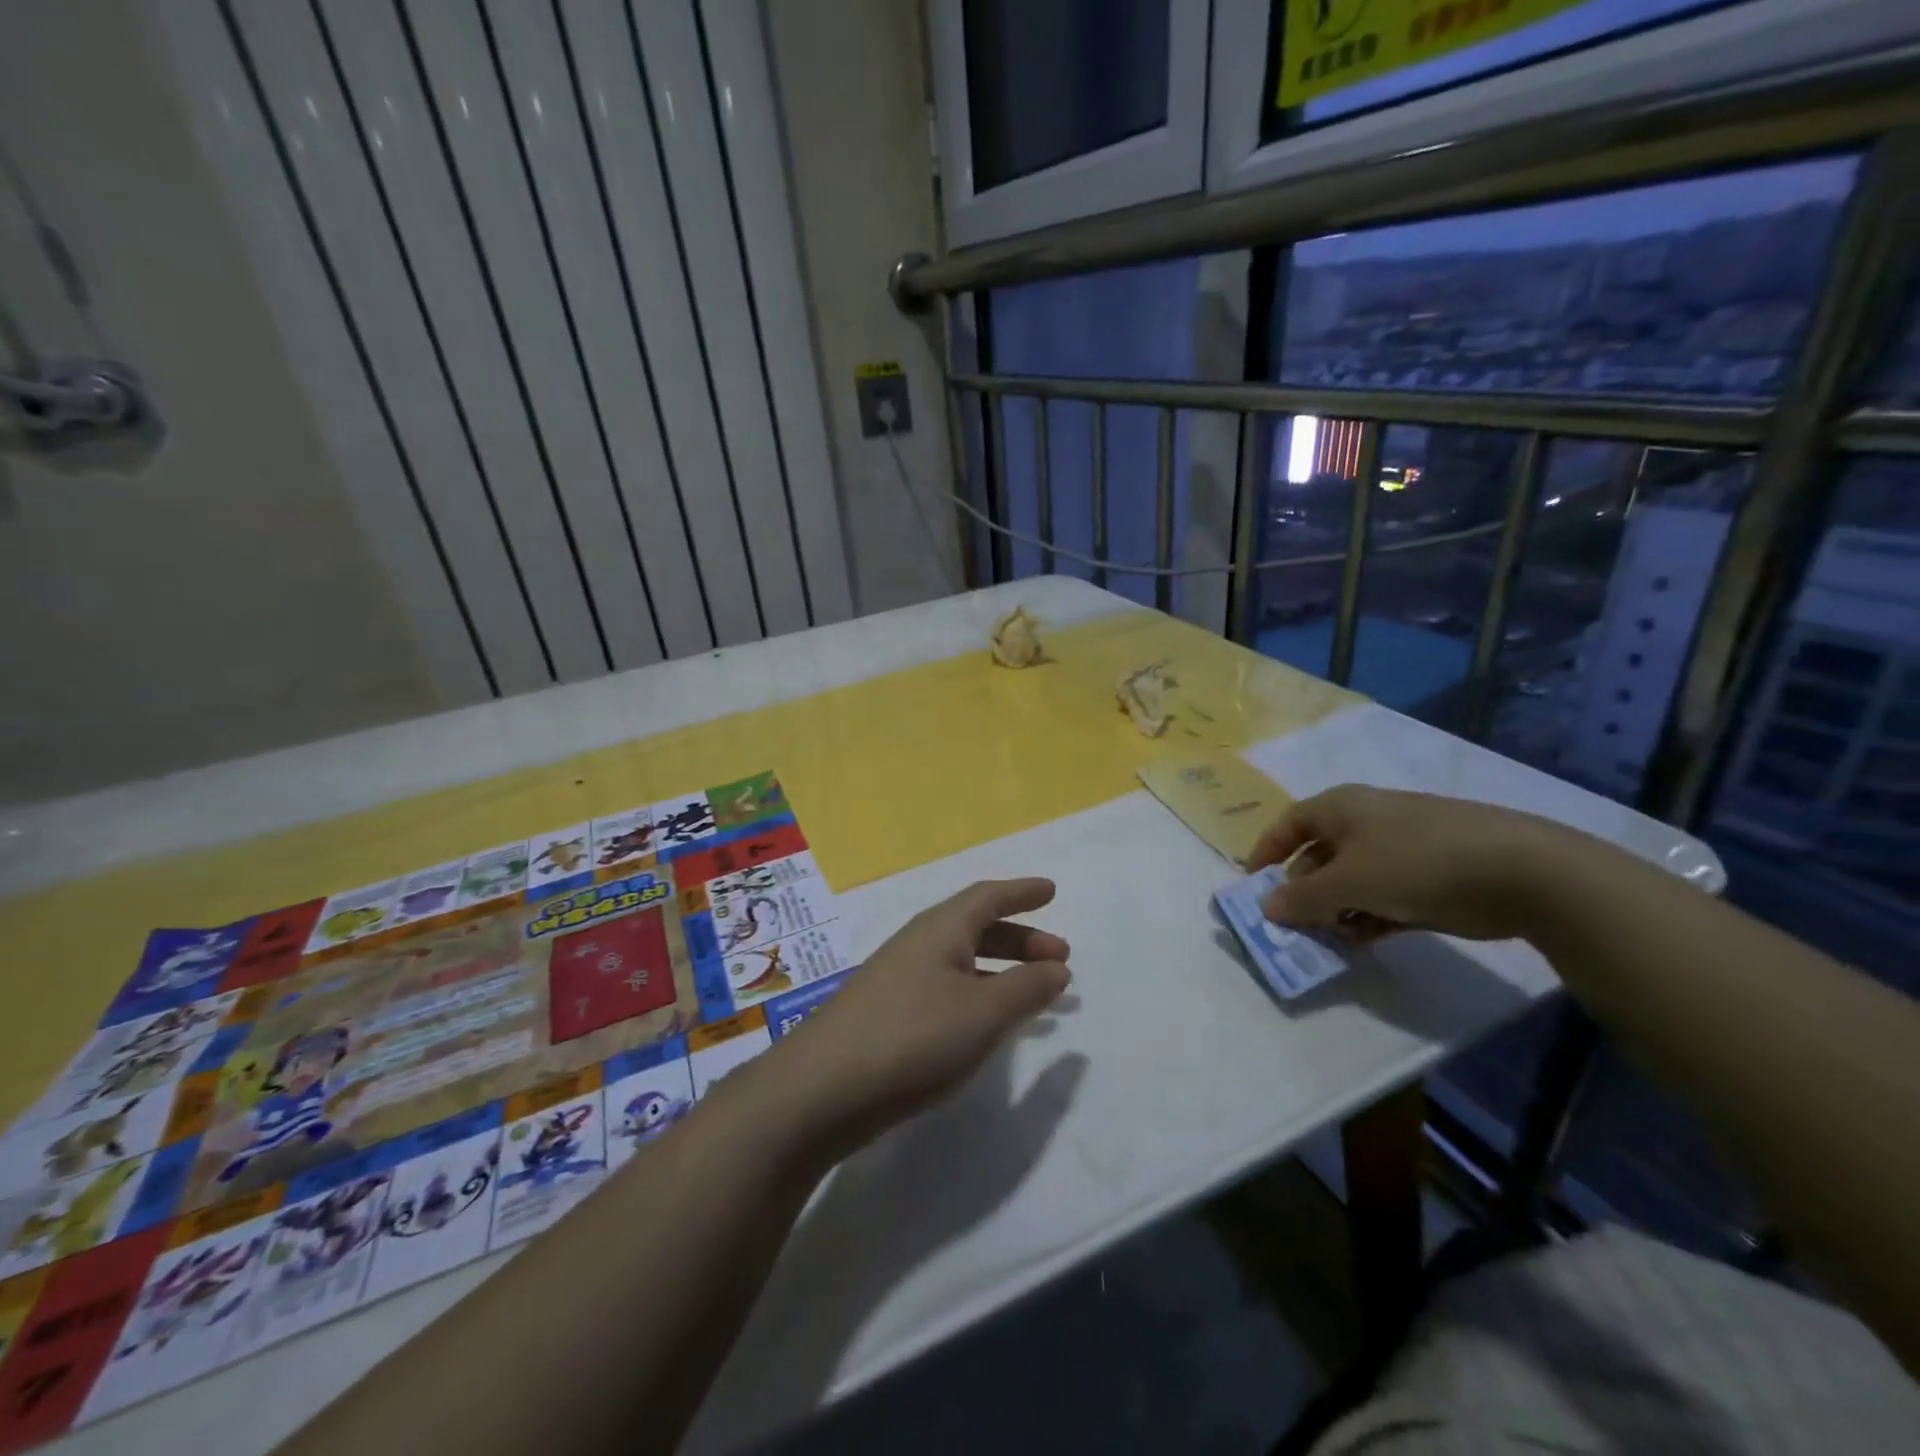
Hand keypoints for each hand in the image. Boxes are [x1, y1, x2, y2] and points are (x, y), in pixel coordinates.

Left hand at [776, 878, 1070, 1152]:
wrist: (821, 1089)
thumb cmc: (913, 1037)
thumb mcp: (983, 1013)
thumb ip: (1026, 989)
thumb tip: (1057, 968)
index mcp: (941, 929)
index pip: (988, 897)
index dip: (1022, 892)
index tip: (1052, 891)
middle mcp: (918, 944)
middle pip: (976, 928)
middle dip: (1020, 939)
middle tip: (1059, 958)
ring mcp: (898, 979)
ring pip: (961, 961)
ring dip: (1001, 970)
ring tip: (1034, 994)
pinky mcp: (887, 1015)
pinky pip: (946, 989)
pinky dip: (977, 995)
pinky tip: (985, 1025)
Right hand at [1246, 785, 1573, 941]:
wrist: (1523, 872)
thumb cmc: (1417, 863)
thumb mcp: (1349, 883)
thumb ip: (1303, 898)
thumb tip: (1267, 905)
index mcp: (1341, 808)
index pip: (1288, 825)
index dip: (1266, 852)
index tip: (1254, 887)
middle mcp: (1366, 821)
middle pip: (1318, 855)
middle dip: (1302, 890)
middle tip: (1293, 924)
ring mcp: (1401, 848)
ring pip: (1351, 879)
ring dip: (1335, 909)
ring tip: (1329, 940)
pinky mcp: (1430, 876)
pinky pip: (1383, 896)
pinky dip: (1367, 916)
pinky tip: (1363, 942)